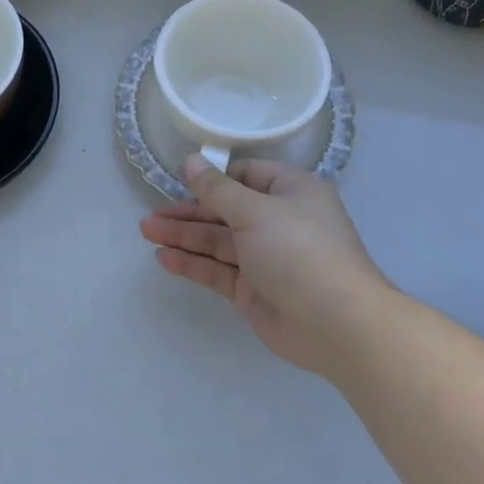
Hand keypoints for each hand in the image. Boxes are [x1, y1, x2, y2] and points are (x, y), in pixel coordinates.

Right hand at [139, 158, 390, 379]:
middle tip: (151, 214)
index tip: (179, 179)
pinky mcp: (253, 290)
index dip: (213, 178)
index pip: (246, 175)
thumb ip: (218, 190)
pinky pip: (218, 270)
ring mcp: (265, 258)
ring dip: (184, 236)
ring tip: (146, 232)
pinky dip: (193, 263)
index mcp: (290, 192)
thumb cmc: (300, 251)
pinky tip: (164, 258)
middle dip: (189, 212)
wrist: (337, 323)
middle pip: (226, 210)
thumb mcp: (256, 211)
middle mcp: (278, 221)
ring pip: (218, 241)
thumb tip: (191, 160)